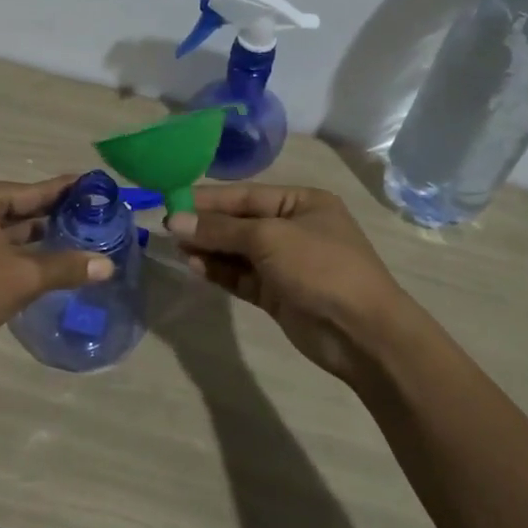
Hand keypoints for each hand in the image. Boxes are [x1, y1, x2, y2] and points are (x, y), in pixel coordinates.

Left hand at [0, 175, 113, 353]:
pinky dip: (18, 251)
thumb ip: (65, 267)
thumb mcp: (21, 278)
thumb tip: (107, 265)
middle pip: (21, 207)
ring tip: (78, 239)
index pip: (34, 189)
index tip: (97, 187)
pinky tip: (45, 261)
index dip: (67, 190)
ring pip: (7, 229)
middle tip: (95, 219)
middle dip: (55, 216)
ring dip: (38, 237)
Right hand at [167, 184, 413, 380]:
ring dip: (209, 249)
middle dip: (206, 225)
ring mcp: (286, 263)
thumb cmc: (320, 268)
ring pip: (238, 251)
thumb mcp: (269, 238)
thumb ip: (220, 230)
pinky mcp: (277, 293)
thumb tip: (174, 221)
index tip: (171, 202)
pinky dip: (220, 271)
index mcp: (302, 203)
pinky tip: (195, 267)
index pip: (246, 195)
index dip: (208, 199)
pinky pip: (241, 276)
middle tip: (167, 228)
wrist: (361, 332)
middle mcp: (293, 228)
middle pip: (240, 222)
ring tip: (176, 248)